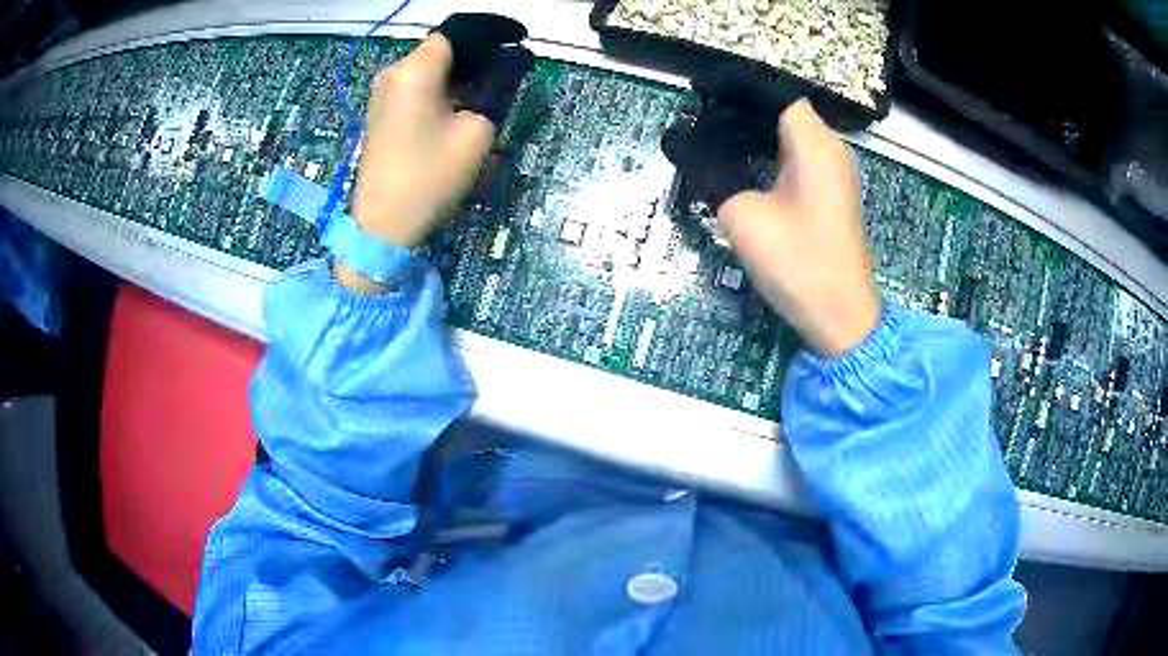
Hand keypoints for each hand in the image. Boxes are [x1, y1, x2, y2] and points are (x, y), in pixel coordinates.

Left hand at [350, 34, 494, 250]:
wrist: (382, 225)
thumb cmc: (430, 177)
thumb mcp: (477, 132)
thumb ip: (496, 91)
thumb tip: (507, 69)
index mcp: (416, 69)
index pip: (457, 32)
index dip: (491, 32)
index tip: (519, 39)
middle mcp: (395, 72)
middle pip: (442, 47)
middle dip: (478, 51)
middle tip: (511, 66)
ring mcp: (384, 92)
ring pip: (430, 65)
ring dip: (462, 69)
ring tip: (493, 84)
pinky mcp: (383, 111)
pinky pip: (418, 84)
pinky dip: (444, 84)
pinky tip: (464, 100)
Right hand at [719, 100, 880, 357]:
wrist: (841, 317)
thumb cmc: (798, 264)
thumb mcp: (743, 217)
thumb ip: (716, 178)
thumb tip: (697, 155)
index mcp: (815, 145)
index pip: (778, 96)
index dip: (742, 93)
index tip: (705, 98)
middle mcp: (832, 150)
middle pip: (786, 114)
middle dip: (746, 114)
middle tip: (703, 121)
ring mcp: (837, 173)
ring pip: (794, 137)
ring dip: (759, 136)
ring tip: (717, 141)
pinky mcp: (834, 193)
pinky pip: (801, 159)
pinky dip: (774, 156)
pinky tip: (746, 167)